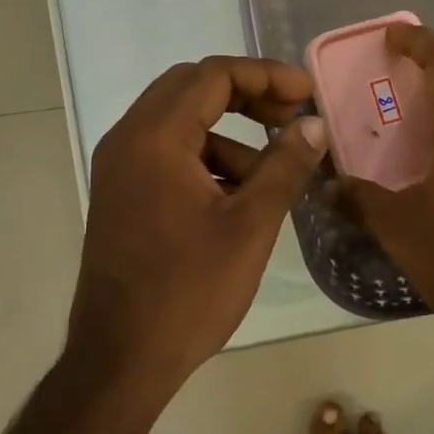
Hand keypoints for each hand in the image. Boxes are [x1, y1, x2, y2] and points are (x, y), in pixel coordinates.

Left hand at [71, 56, 328, 389]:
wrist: (121, 359)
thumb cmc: (188, 291)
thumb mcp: (250, 226)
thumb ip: (285, 166)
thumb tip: (314, 124)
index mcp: (155, 138)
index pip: (213, 76)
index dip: (266, 75)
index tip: (307, 93)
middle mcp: (128, 140)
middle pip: (192, 89)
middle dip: (246, 96)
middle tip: (291, 118)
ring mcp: (119, 167)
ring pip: (180, 124)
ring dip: (229, 136)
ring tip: (272, 176)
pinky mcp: (122, 194)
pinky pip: (168, 155)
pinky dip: (206, 161)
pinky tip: (239, 198)